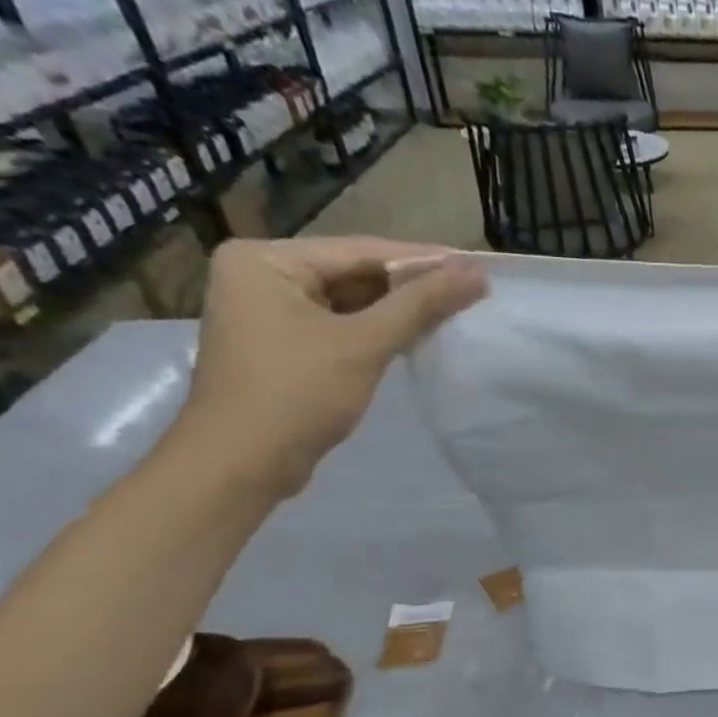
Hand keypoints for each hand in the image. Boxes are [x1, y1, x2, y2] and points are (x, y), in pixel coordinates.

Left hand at [173, 237, 485, 498]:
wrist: (240, 465)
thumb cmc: (295, 394)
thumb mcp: (365, 344)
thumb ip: (421, 304)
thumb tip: (476, 274)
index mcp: (264, 260)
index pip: (360, 251)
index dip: (423, 260)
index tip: (477, 268)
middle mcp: (260, 274)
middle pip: (354, 273)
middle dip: (411, 286)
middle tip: (472, 293)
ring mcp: (268, 310)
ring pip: (351, 301)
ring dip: (399, 310)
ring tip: (456, 312)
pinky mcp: (283, 343)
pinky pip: (341, 324)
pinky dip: (378, 330)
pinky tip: (418, 336)